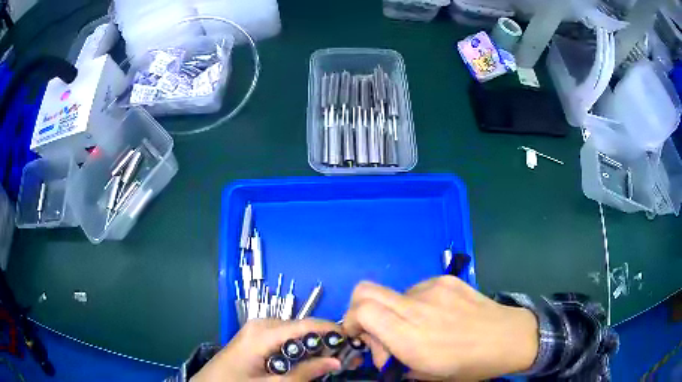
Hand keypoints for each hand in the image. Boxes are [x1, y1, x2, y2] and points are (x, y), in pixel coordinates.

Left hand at [191, 319, 341, 380]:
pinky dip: (299, 347)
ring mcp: (257, 328)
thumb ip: (304, 373)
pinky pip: (284, 337)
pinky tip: (307, 360)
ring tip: (330, 360)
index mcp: (263, 333)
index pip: (306, 325)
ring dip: (313, 345)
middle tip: (344, 358)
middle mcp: (261, 324)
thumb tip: (336, 361)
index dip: (332, 331)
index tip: (353, 342)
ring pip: (295, 332)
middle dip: (325, 341)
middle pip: (302, 327)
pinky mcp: (255, 336)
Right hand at [342, 276, 538, 380]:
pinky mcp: (446, 280)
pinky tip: (437, 316)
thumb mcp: (427, 375)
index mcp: (412, 339)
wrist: (509, 338)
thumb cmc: (469, 365)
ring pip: (392, 293)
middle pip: (366, 291)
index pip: (363, 312)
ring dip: (394, 311)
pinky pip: (415, 289)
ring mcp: (433, 289)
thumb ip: (395, 360)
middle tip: (375, 328)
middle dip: (359, 309)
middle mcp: (418, 309)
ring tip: (419, 327)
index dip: (351, 322)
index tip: (361, 337)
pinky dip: (415, 304)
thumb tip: (380, 345)